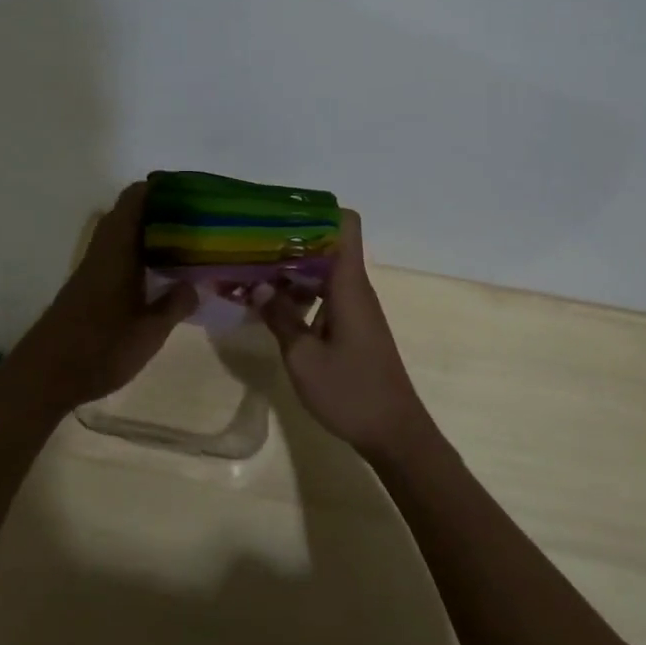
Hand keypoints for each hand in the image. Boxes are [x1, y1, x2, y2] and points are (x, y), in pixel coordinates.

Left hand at [7, 180, 197, 415]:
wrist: (44, 376)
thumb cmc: (100, 349)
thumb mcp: (149, 333)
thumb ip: (174, 305)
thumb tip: (194, 285)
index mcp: (117, 251)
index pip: (133, 200)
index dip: (158, 188)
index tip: (186, 191)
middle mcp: (102, 252)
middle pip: (126, 213)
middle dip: (158, 209)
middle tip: (192, 219)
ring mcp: (90, 270)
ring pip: (120, 235)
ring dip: (146, 232)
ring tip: (181, 243)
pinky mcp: (85, 288)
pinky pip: (115, 255)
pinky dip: (136, 253)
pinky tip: (155, 274)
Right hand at [252, 211, 432, 457]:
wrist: (394, 433)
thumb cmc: (350, 392)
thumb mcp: (303, 357)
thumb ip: (280, 318)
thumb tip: (259, 286)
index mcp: (348, 284)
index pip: (345, 224)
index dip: (316, 211)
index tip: (279, 215)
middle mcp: (355, 288)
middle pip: (327, 246)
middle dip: (290, 242)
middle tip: (250, 245)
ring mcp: (355, 308)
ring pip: (323, 273)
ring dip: (291, 272)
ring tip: (252, 275)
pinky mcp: (353, 327)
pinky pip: (325, 296)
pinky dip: (301, 296)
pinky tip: (272, 309)